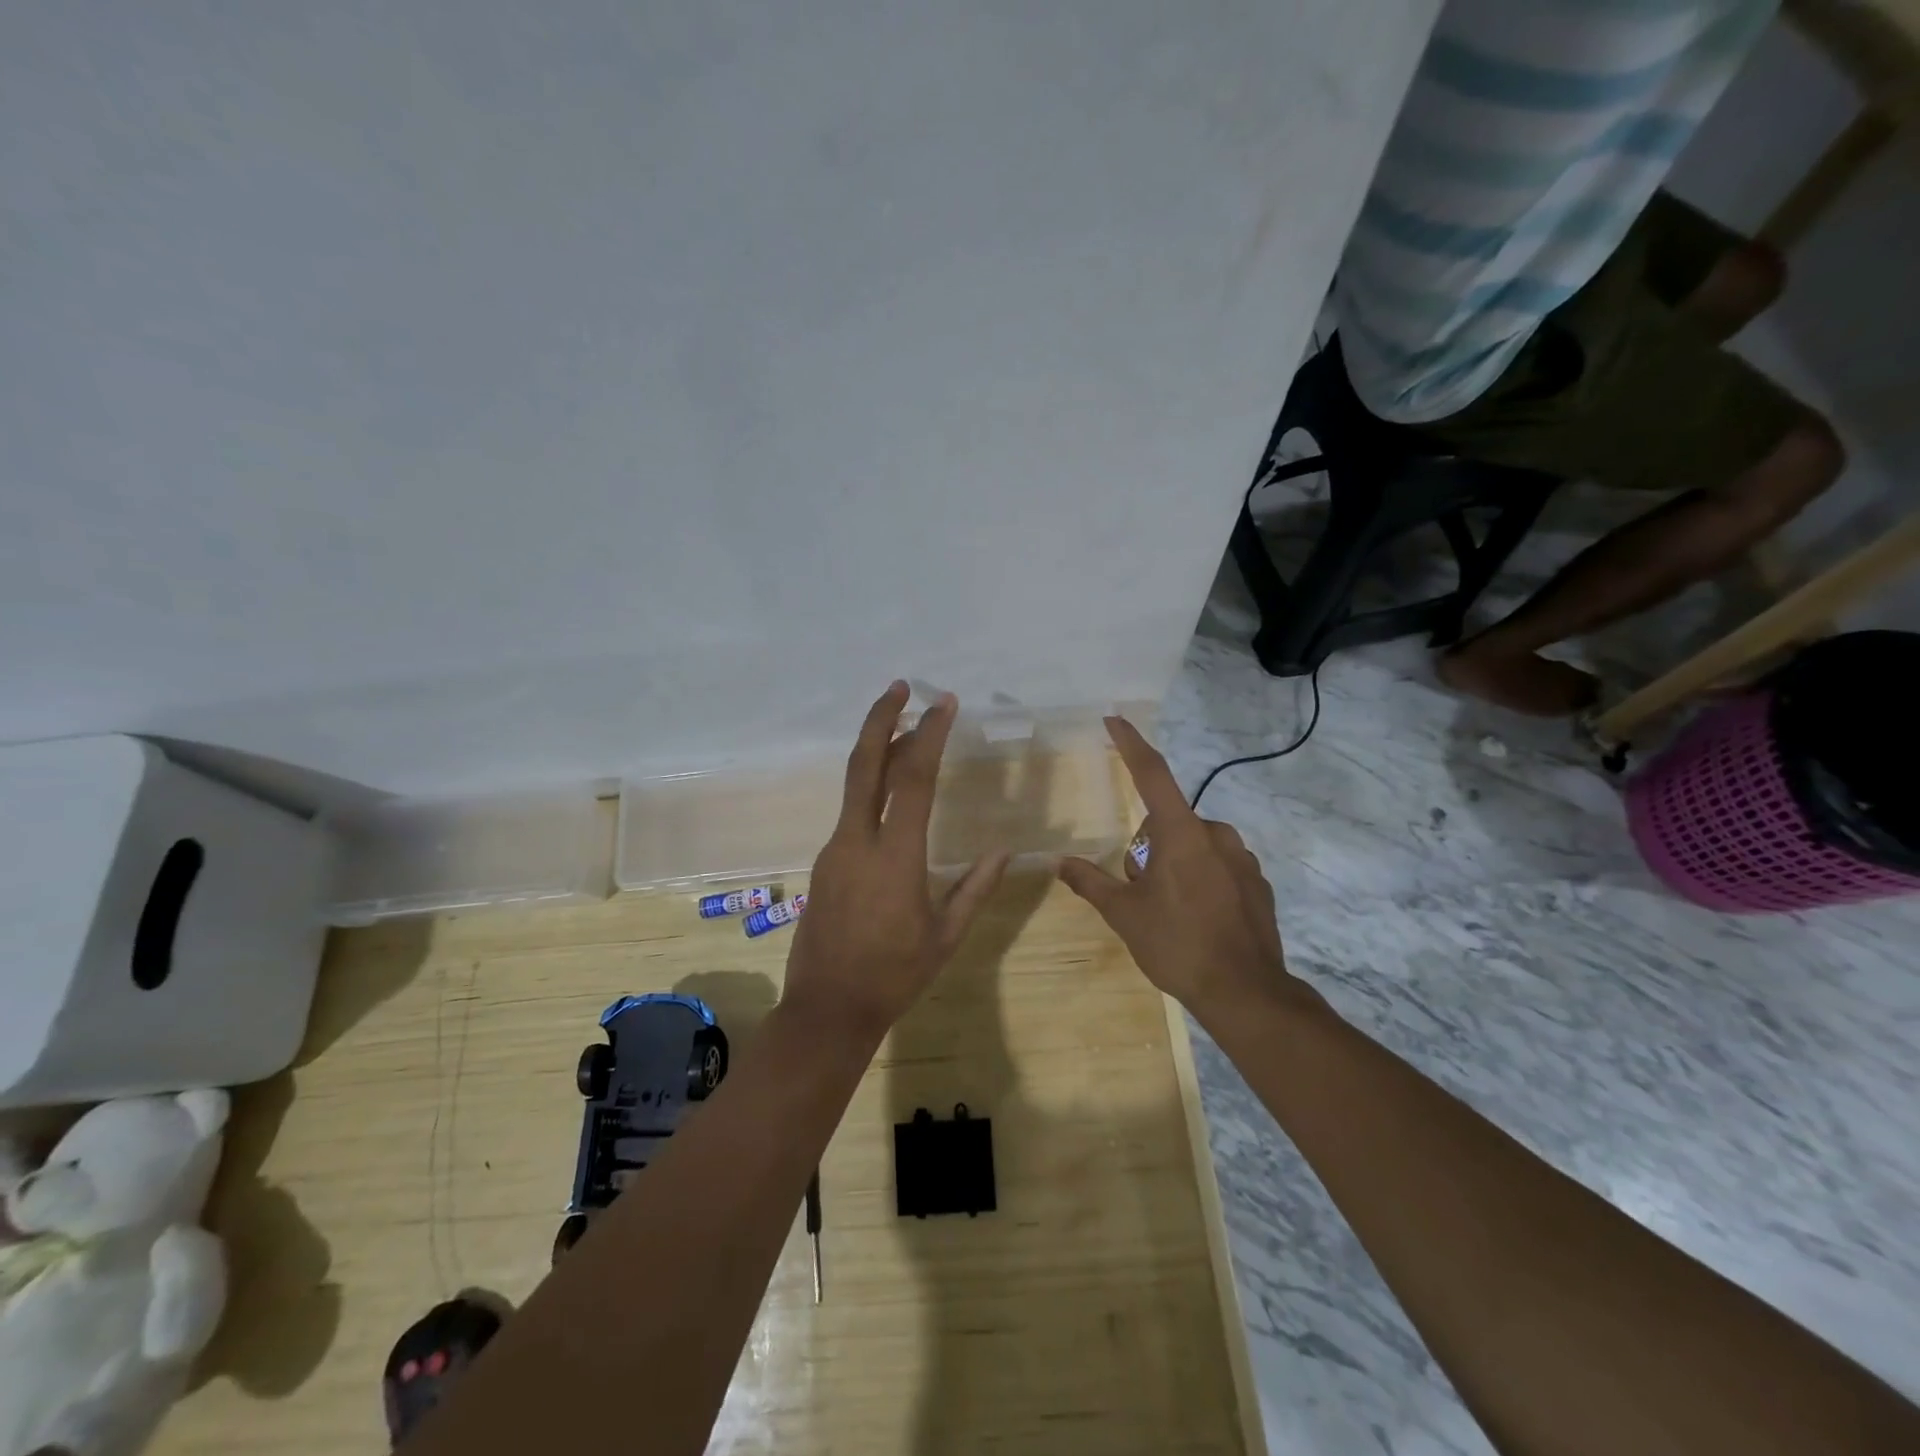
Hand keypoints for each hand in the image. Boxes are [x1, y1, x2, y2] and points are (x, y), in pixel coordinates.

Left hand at [782, 682, 1010, 1040]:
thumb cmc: (894, 975)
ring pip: (855, 785)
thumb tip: (1005, 852)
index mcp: (895, 857)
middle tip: (900, 686)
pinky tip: (891, 791)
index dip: (929, 735)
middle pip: (865, 765)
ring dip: (879, 751)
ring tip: (906, 731)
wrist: (827, 1008)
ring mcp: (834, 850)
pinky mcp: (824, 862)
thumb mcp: (945, 935)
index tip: (944, 703)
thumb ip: (975, 888)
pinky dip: (871, 786)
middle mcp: (857, 841)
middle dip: (882, 719)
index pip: (914, 780)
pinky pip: (851, 812)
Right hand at [1058, 716, 1311, 1021]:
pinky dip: (1203, 880)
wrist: (1246, 992)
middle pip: (1168, 823)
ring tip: (1172, 912)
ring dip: (1176, 863)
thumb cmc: (1177, 944)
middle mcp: (1215, 834)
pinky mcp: (1258, 882)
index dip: (1131, 744)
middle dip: (1148, 847)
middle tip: (1142, 891)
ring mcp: (1242, 858)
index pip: (1152, 774)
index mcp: (1180, 833)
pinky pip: (1219, 866)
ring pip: (1194, 845)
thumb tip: (1058, 862)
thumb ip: (1090, 882)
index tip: (1115, 719)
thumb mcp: (1124, 915)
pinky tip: (1201, 919)